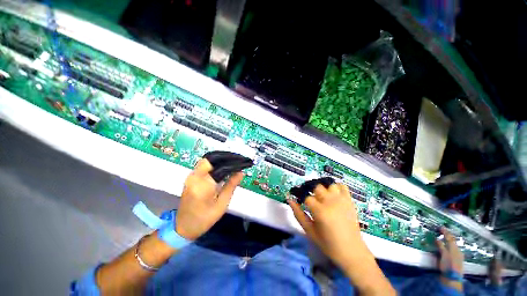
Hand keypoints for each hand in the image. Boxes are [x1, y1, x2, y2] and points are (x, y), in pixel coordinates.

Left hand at [175, 158, 242, 240]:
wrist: (183, 227)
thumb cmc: (204, 219)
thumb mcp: (221, 204)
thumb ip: (231, 186)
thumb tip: (241, 172)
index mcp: (203, 186)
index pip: (221, 167)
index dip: (234, 163)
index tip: (243, 163)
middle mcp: (194, 177)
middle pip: (211, 158)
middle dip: (226, 157)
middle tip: (239, 159)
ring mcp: (191, 176)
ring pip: (207, 160)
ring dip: (220, 159)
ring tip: (233, 161)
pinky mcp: (191, 178)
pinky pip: (204, 165)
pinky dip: (215, 163)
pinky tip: (224, 166)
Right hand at [288, 183, 395, 294]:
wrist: (352, 251)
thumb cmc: (328, 244)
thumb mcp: (309, 231)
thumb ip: (298, 214)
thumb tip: (289, 199)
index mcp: (320, 211)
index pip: (306, 196)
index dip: (300, 196)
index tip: (298, 198)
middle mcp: (330, 202)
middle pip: (316, 187)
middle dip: (311, 190)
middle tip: (310, 198)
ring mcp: (341, 200)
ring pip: (328, 184)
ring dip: (323, 188)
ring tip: (321, 195)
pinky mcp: (349, 201)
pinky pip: (342, 186)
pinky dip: (336, 187)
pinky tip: (333, 194)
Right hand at [436, 227, 463, 290]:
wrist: (452, 278)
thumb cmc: (447, 266)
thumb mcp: (443, 255)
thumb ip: (441, 246)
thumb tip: (437, 239)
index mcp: (454, 248)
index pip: (449, 237)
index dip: (445, 232)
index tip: (441, 227)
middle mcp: (457, 250)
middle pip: (452, 241)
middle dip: (448, 236)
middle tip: (442, 231)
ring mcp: (457, 256)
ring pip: (453, 245)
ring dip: (448, 241)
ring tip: (444, 238)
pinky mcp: (456, 260)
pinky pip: (453, 250)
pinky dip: (449, 246)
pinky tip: (447, 248)